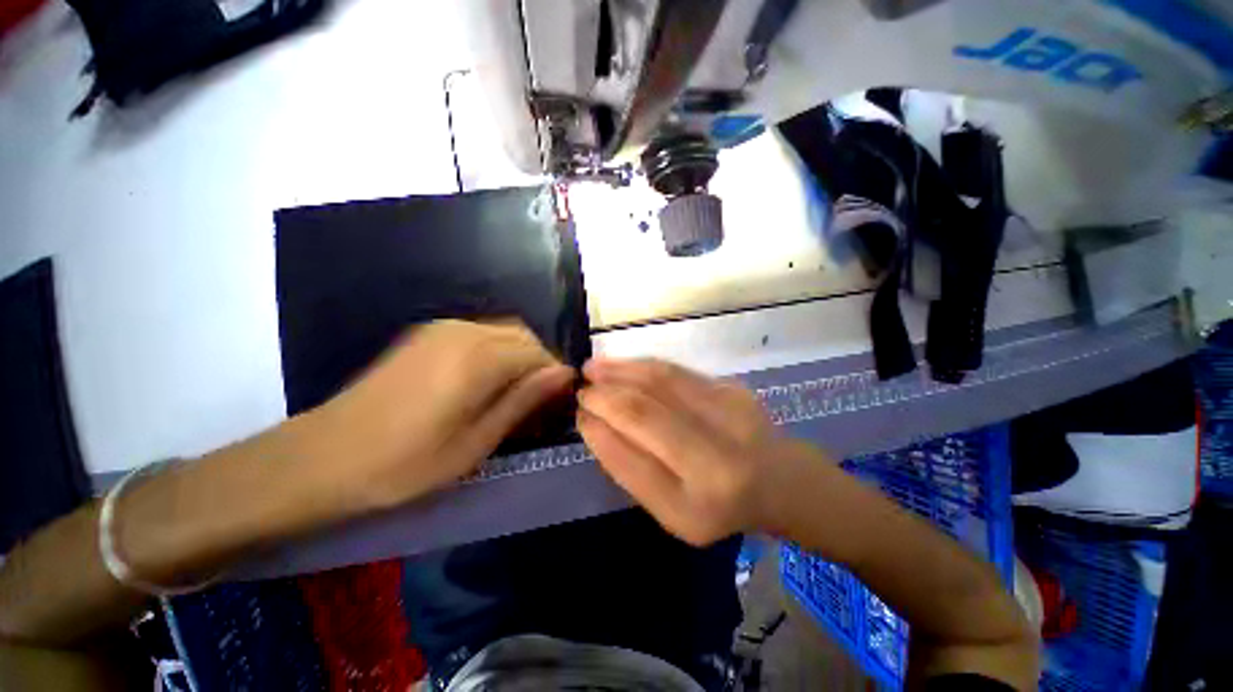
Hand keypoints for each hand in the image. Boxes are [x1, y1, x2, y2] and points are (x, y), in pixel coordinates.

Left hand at [303, 320, 574, 512]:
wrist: (323, 457)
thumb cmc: (404, 464)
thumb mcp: (476, 442)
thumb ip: (523, 400)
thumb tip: (564, 374)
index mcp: (477, 359)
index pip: (539, 353)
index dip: (554, 376)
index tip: (557, 404)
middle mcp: (463, 332)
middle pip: (525, 336)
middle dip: (539, 365)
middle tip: (536, 402)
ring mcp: (442, 329)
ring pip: (504, 332)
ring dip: (519, 357)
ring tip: (512, 394)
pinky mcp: (427, 334)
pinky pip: (481, 333)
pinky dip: (497, 351)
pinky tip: (484, 382)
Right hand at [577, 358, 811, 545]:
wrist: (779, 480)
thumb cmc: (718, 505)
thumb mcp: (670, 509)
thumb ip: (631, 468)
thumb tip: (594, 422)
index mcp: (694, 505)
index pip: (631, 459)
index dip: (599, 431)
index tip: (579, 414)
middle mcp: (716, 460)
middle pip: (644, 413)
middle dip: (604, 396)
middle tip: (580, 388)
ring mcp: (730, 416)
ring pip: (660, 381)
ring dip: (619, 371)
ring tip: (592, 368)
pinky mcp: (732, 388)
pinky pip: (676, 371)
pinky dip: (642, 365)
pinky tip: (622, 365)